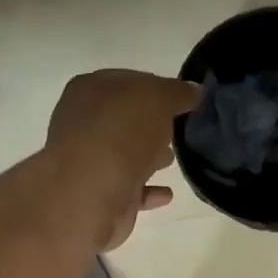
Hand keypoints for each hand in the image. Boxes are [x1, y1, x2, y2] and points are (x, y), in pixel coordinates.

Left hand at [47, 69, 201, 249]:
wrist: (91, 191)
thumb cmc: (122, 131)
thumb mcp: (160, 98)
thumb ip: (178, 92)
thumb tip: (193, 91)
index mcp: (90, 89)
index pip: (129, 82)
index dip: (157, 88)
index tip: (183, 99)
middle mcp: (83, 123)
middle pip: (125, 119)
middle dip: (151, 124)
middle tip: (179, 128)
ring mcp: (89, 162)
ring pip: (125, 154)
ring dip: (148, 156)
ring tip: (173, 159)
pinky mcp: (99, 196)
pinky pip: (129, 189)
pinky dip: (148, 190)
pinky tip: (167, 193)